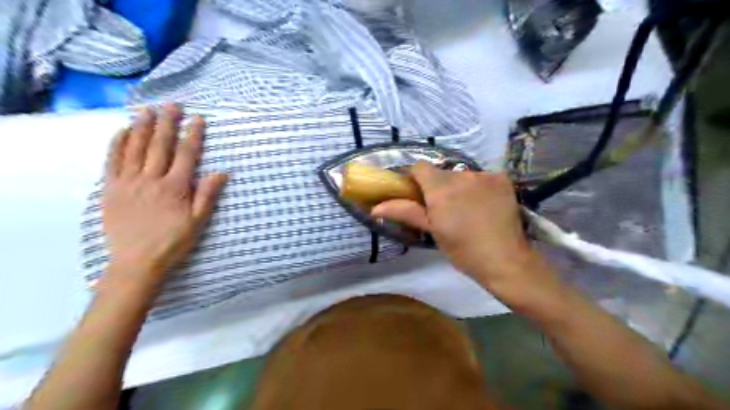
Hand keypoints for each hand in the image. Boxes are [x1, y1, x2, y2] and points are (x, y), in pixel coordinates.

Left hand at [103, 103, 226, 287]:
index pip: (186, 155)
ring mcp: (128, 182)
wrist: (137, 262)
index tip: (198, 118)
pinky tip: (123, 131)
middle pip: (160, 145)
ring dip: (143, 127)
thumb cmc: (174, 242)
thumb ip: (208, 195)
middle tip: (172, 104)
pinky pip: (112, 161)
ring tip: (148, 110)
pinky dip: (118, 143)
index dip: (193, 135)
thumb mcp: (198, 221)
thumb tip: (221, 172)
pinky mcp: (110, 188)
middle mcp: (151, 179)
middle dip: (167, 123)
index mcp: (175, 187)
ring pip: (135, 148)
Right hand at [373, 161, 544, 287]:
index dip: (415, 178)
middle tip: (443, 209)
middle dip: (438, 186)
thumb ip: (405, 212)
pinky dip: (479, 187)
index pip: (420, 167)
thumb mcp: (432, 231)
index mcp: (440, 188)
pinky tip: (484, 205)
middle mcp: (462, 175)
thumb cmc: (463, 250)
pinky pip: (482, 177)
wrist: (505, 260)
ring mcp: (484, 175)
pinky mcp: (502, 179)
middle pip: (441, 172)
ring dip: (459, 187)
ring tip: (466, 209)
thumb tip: (375, 207)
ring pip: (462, 175)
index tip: (417, 194)